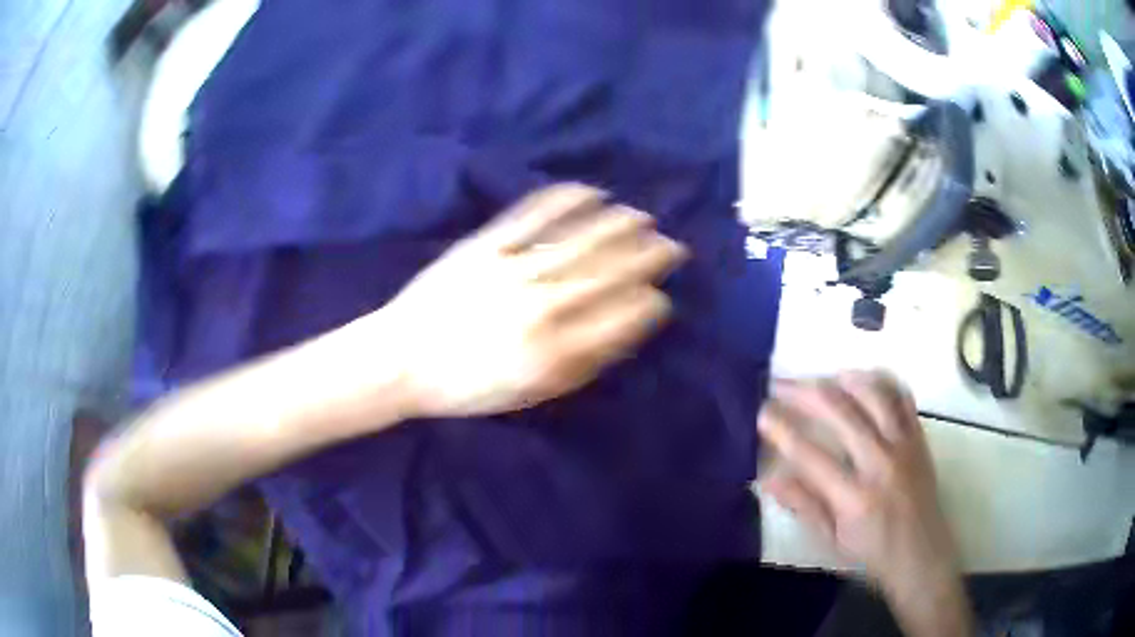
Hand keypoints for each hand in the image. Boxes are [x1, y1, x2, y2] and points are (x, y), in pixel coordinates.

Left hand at [370, 183, 686, 416]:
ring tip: (641, 216)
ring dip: (615, 225)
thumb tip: (622, 336)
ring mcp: (513, 270)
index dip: (648, 305)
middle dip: (646, 257)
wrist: (402, 361)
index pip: (619, 319)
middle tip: (672, 244)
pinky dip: (564, 199)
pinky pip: (532, 216)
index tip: (663, 296)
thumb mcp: (529, 394)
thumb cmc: (467, 386)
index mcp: (554, 350)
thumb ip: (580, 367)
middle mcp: (541, 306)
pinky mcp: (486, 245)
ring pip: (578, 240)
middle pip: (607, 273)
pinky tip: (588, 191)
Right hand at [758, 372, 959, 592]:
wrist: (921, 553)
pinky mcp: (919, 437)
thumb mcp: (831, 540)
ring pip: (873, 394)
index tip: (762, 411)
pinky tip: (862, 380)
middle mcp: (881, 463)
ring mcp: (904, 445)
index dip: (782, 429)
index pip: (810, 454)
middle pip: (840, 411)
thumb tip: (767, 478)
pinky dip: (881, 381)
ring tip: (819, 378)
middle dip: (804, 392)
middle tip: (780, 384)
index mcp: (854, 498)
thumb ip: (803, 505)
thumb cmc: (871, 552)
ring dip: (841, 379)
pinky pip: (902, 396)